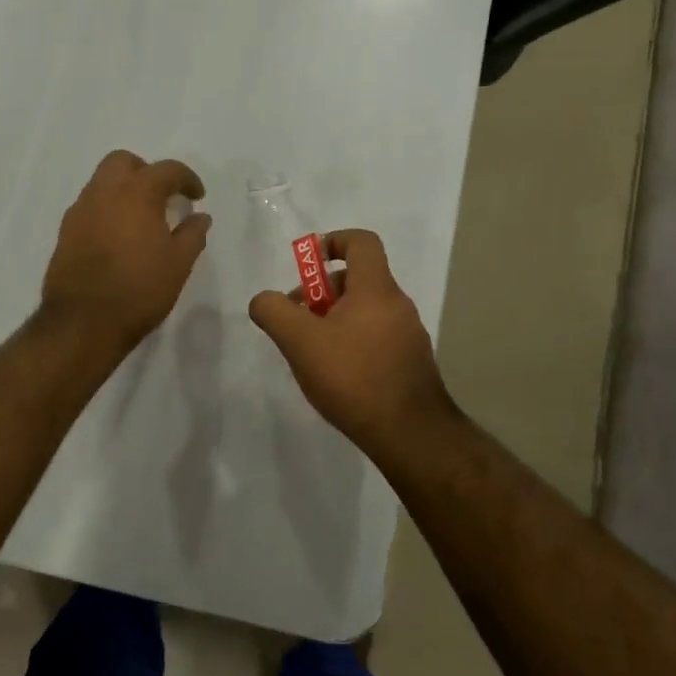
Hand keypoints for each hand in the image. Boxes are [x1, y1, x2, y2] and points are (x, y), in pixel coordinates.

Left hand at [42, 150, 210, 351]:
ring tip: (141, 219)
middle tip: (163, 197)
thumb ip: (192, 234)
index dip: (186, 179)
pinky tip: (118, 237)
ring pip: (102, 182)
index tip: (197, 197)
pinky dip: (107, 210)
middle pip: (123, 162)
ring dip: (123, 190)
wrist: (83, 323)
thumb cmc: (139, 290)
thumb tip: (200, 217)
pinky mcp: (65, 232)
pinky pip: (89, 206)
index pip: (166, 170)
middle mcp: (104, 193)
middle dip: (146, 171)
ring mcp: (80, 211)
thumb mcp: (178, 264)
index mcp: (136, 193)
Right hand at [248, 229, 456, 452]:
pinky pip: (377, 336)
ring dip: (336, 319)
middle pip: (358, 279)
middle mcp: (398, 304)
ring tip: (312, 352)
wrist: (410, 434)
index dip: (333, 241)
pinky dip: (354, 341)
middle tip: (299, 319)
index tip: (308, 263)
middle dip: (323, 292)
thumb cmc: (353, 377)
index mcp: (376, 289)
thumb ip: (274, 312)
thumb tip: (263, 300)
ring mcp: (409, 334)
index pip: (361, 241)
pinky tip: (338, 375)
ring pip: (366, 310)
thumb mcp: (300, 342)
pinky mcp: (412, 362)